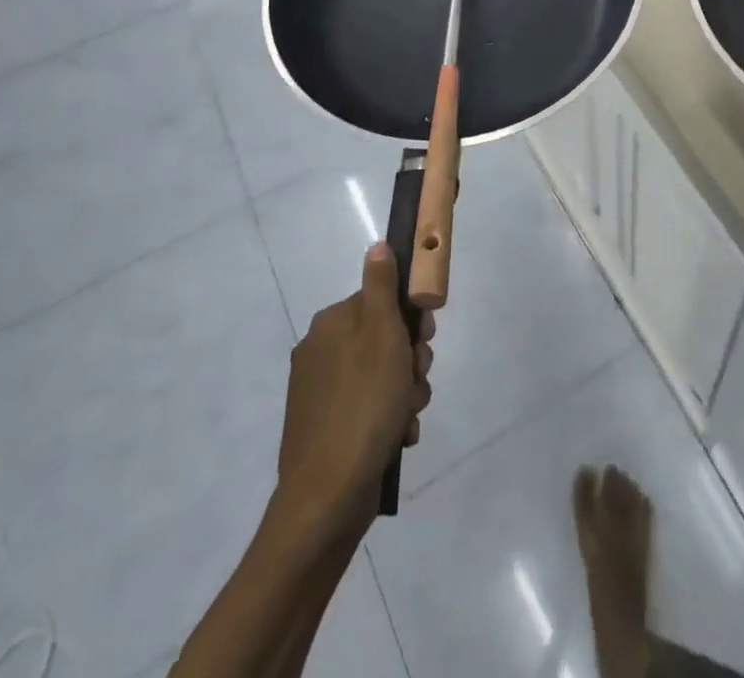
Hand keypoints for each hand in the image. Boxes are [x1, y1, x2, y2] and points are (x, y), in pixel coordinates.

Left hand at [277, 243, 433, 523]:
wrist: (327, 498)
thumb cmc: (364, 406)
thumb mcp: (382, 336)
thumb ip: (382, 287)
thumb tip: (377, 245)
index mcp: (331, 324)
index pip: (382, 301)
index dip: (410, 319)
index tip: (423, 340)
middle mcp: (321, 351)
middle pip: (384, 339)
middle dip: (410, 361)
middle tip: (416, 382)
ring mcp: (320, 392)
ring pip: (382, 376)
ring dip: (404, 393)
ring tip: (406, 417)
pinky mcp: (325, 428)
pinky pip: (369, 408)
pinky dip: (387, 419)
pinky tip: (395, 438)